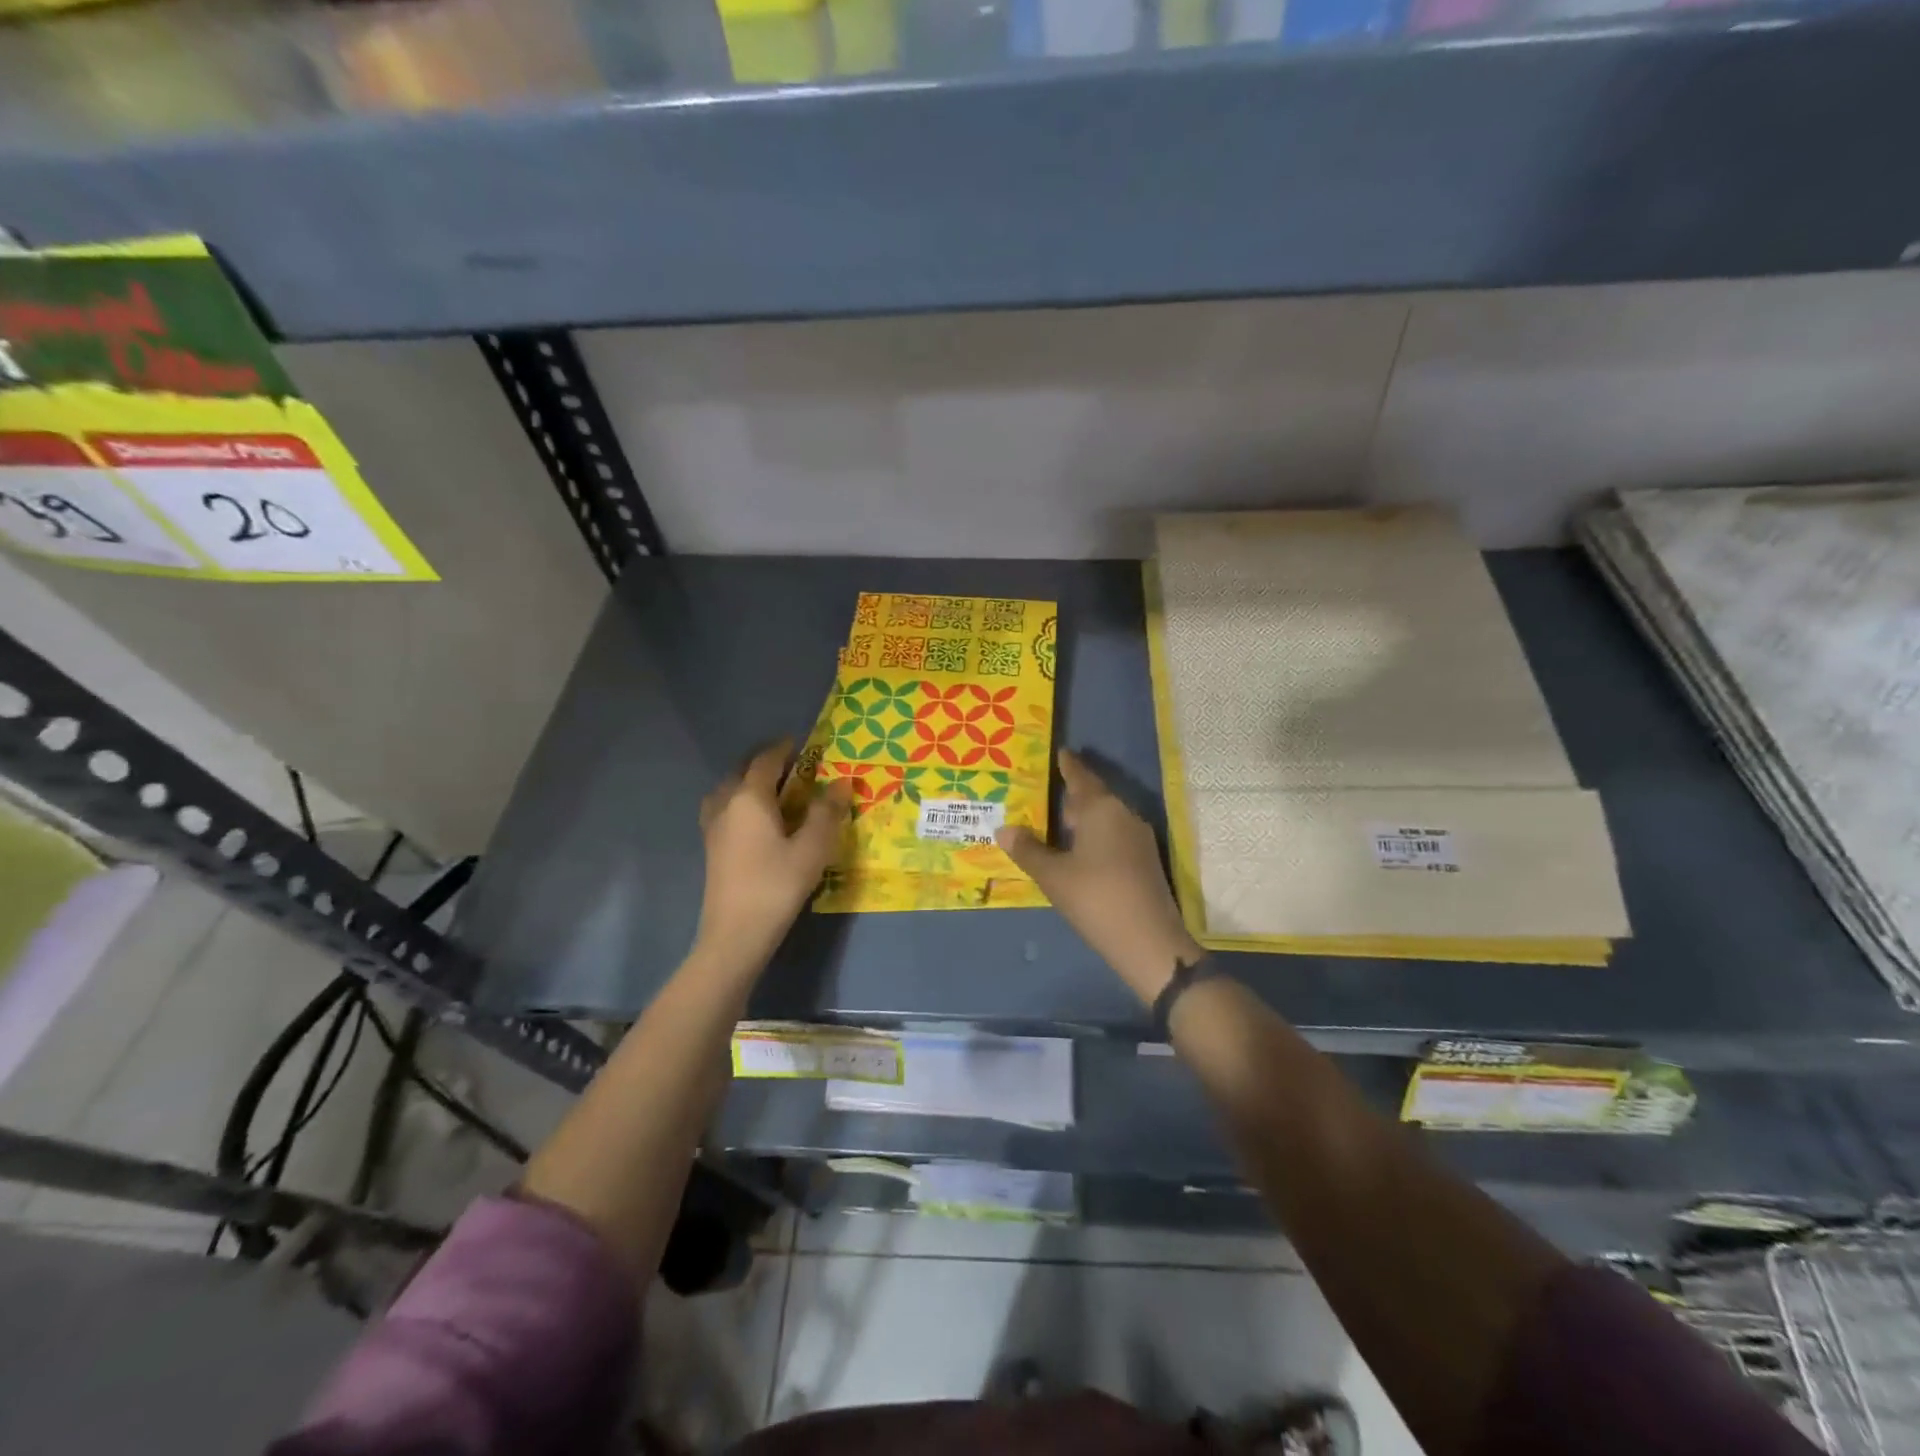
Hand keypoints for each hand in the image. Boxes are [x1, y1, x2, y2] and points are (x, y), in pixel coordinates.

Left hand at [694, 741, 852, 973]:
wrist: (736, 934)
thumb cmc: (777, 885)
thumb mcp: (812, 848)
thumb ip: (827, 812)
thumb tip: (842, 782)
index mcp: (750, 797)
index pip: (765, 761)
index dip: (783, 748)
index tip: (801, 743)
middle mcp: (726, 804)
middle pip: (742, 771)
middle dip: (764, 762)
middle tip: (791, 765)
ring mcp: (713, 826)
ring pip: (728, 789)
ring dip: (748, 781)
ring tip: (772, 789)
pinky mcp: (711, 847)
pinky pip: (723, 808)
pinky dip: (739, 801)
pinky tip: (754, 819)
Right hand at [996, 749, 1202, 1004]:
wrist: (1149, 942)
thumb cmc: (1095, 899)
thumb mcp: (1053, 876)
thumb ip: (1028, 850)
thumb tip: (1003, 828)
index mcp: (1101, 809)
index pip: (1080, 777)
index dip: (1067, 766)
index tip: (1059, 752)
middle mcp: (1123, 815)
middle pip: (1092, 797)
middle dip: (1069, 795)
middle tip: (1041, 792)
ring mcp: (1137, 838)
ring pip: (1103, 818)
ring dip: (1081, 819)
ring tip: (1053, 822)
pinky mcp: (1143, 861)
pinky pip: (1112, 836)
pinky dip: (1092, 836)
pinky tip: (1075, 850)